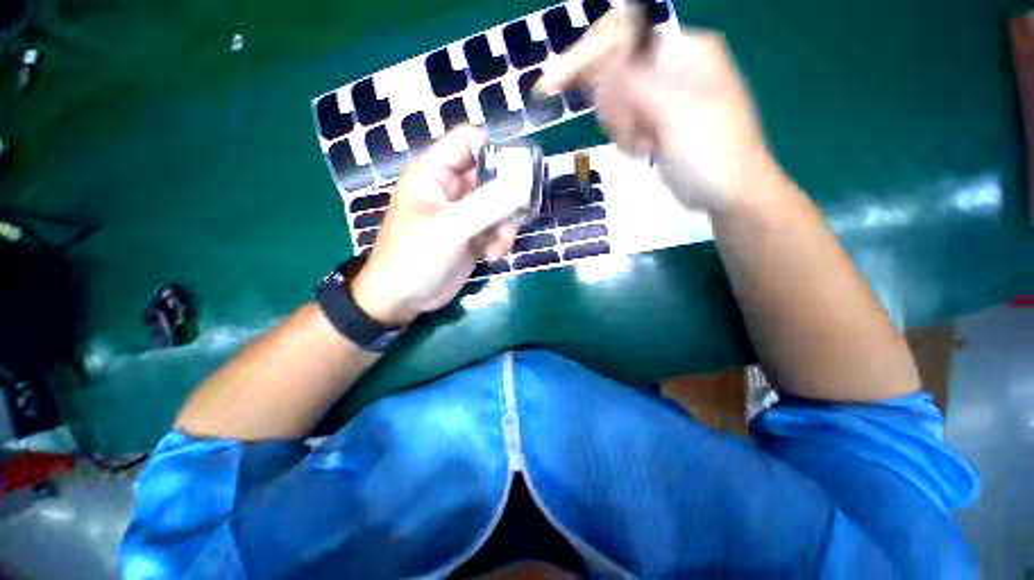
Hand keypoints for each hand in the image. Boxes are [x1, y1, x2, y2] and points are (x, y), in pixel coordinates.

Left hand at [350, 127, 527, 325]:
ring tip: (498, 245)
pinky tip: (491, 256)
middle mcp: (451, 187)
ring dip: (505, 224)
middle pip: (492, 175)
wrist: (404, 298)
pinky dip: (500, 240)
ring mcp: (464, 212)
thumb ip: (489, 203)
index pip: (470, 141)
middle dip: (508, 197)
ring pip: (500, 205)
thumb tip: (525, 182)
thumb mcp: (452, 227)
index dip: (496, 150)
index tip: (519, 174)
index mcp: (435, 171)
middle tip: (518, 215)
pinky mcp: (473, 234)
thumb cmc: (415, 256)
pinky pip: (498, 227)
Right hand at [536, 10, 774, 212]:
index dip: (582, 56)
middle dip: (613, 105)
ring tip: (646, 145)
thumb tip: (600, 61)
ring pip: (612, 100)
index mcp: (682, 50)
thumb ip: (636, 84)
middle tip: (632, 131)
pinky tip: (646, 150)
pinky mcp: (651, 120)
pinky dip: (625, 138)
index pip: (620, 36)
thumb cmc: (712, 152)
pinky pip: (620, 121)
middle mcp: (668, 65)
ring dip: (620, 127)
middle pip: (611, 70)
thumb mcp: (676, 114)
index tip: (550, 87)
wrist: (727, 192)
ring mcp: (658, 94)